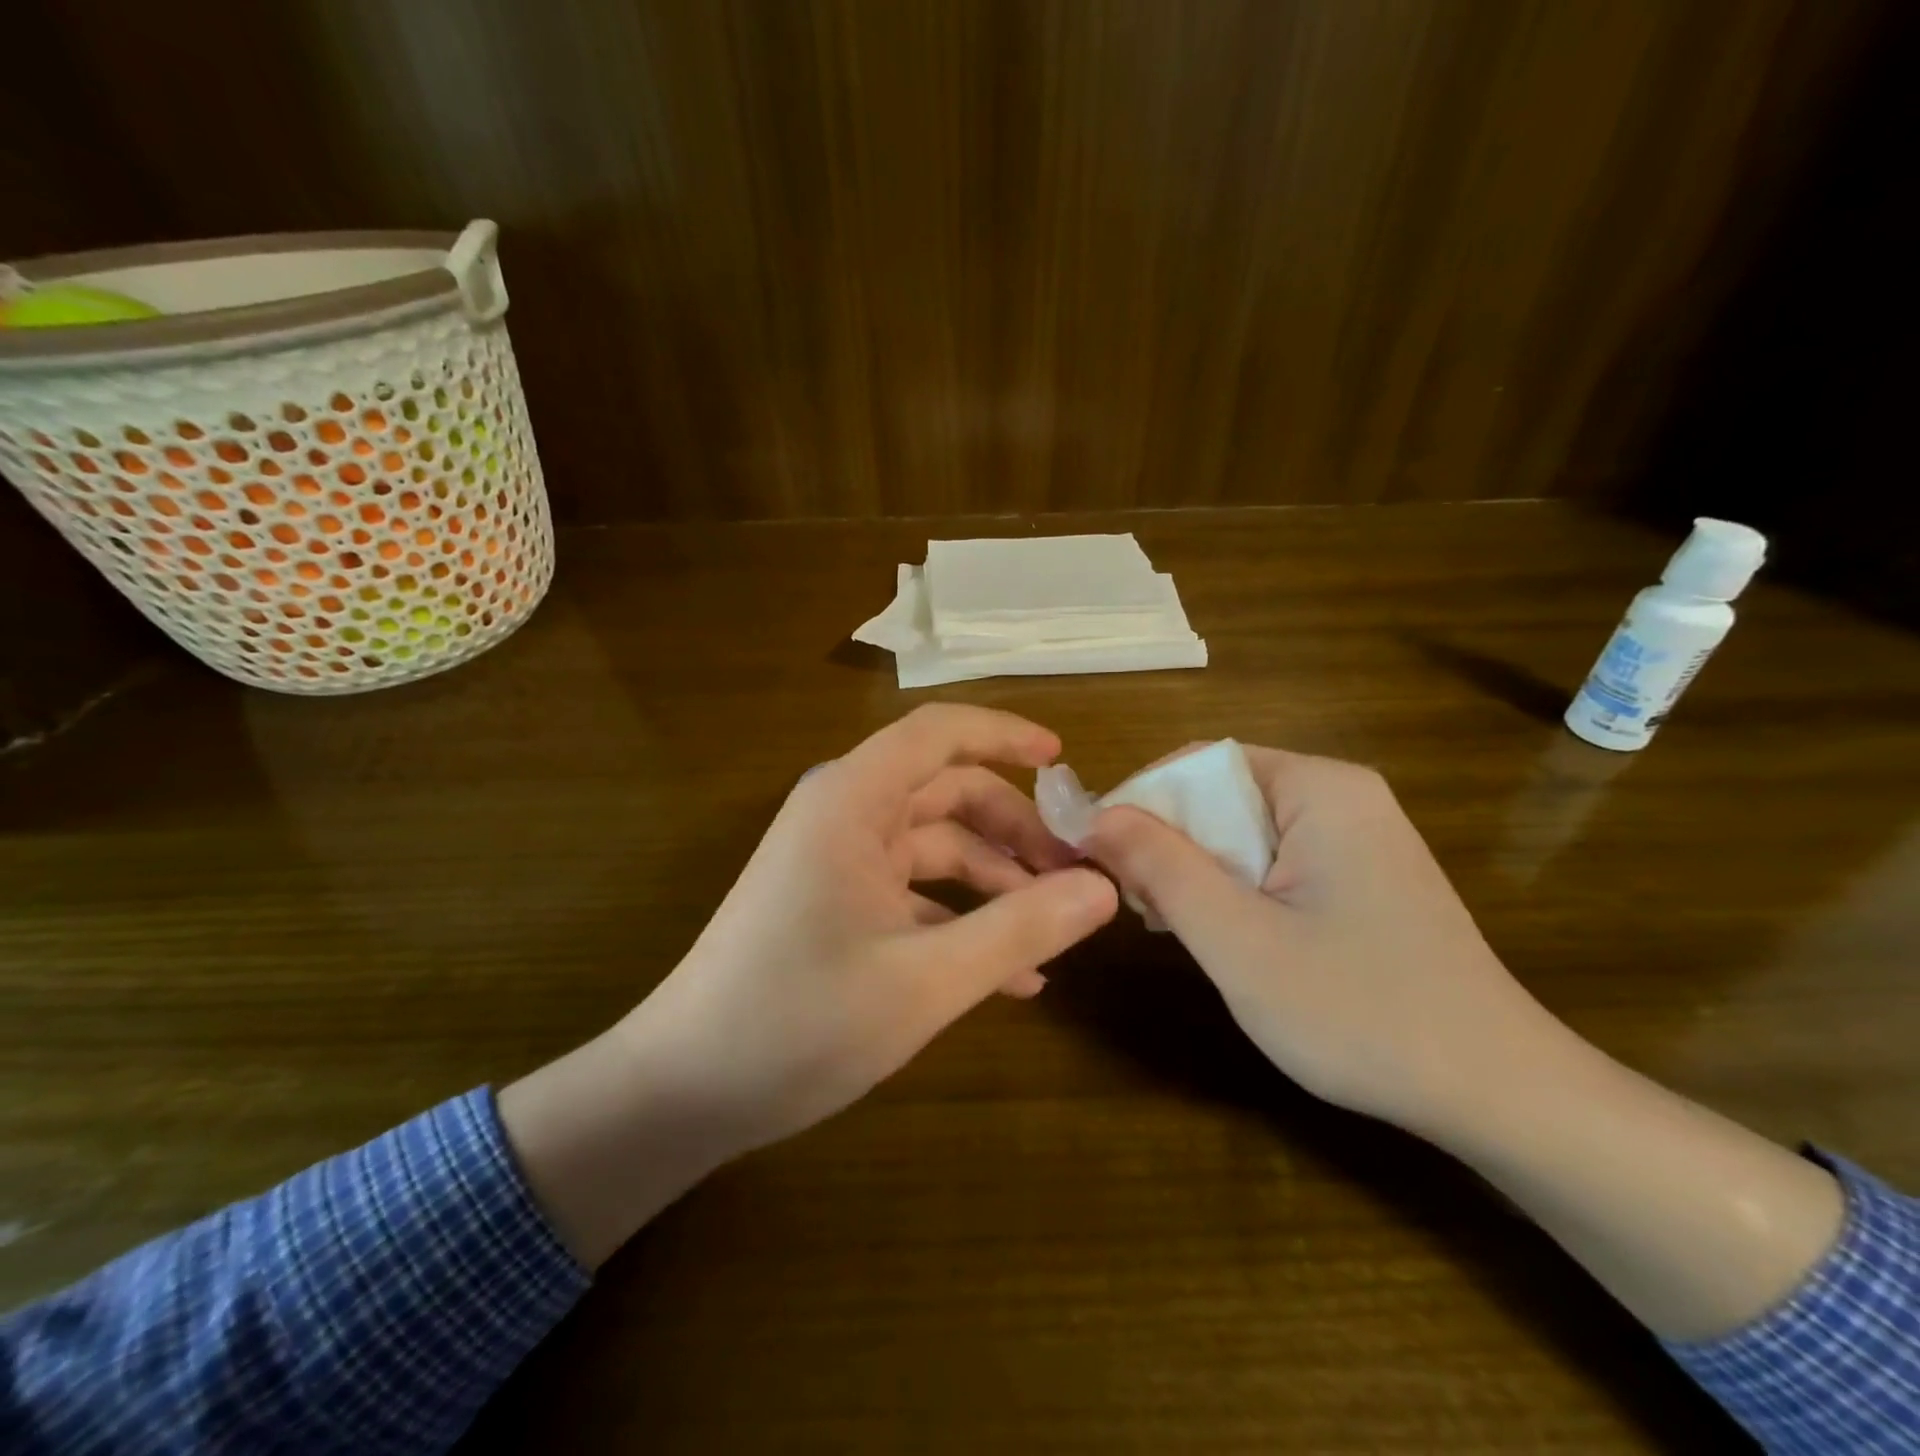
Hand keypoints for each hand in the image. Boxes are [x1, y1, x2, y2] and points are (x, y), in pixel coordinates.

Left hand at [619, 703, 1118, 1156]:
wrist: (683, 1093)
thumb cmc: (798, 1023)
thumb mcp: (925, 981)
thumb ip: (1019, 929)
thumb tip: (1102, 889)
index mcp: (852, 801)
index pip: (938, 732)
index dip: (1005, 735)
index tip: (1064, 763)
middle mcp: (844, 816)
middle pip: (947, 792)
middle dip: (1015, 828)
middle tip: (1077, 873)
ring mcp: (837, 861)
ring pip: (936, 846)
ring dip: (996, 880)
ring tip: (1055, 929)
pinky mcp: (836, 905)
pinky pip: (914, 892)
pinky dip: (962, 918)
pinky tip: (1012, 975)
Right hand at [1083, 745, 1549, 1137]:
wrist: (1498, 1095)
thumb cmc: (1360, 1012)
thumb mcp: (1238, 940)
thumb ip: (1160, 867)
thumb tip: (1095, 815)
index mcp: (1318, 787)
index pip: (1196, 763)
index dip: (1138, 804)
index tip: (1098, 859)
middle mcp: (1339, 794)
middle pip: (1217, 793)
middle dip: (1168, 843)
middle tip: (1140, 908)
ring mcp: (1355, 834)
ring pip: (1239, 829)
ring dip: (1196, 870)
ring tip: (1176, 927)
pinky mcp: (1359, 873)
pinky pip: (1271, 858)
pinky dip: (1233, 887)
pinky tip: (1226, 935)